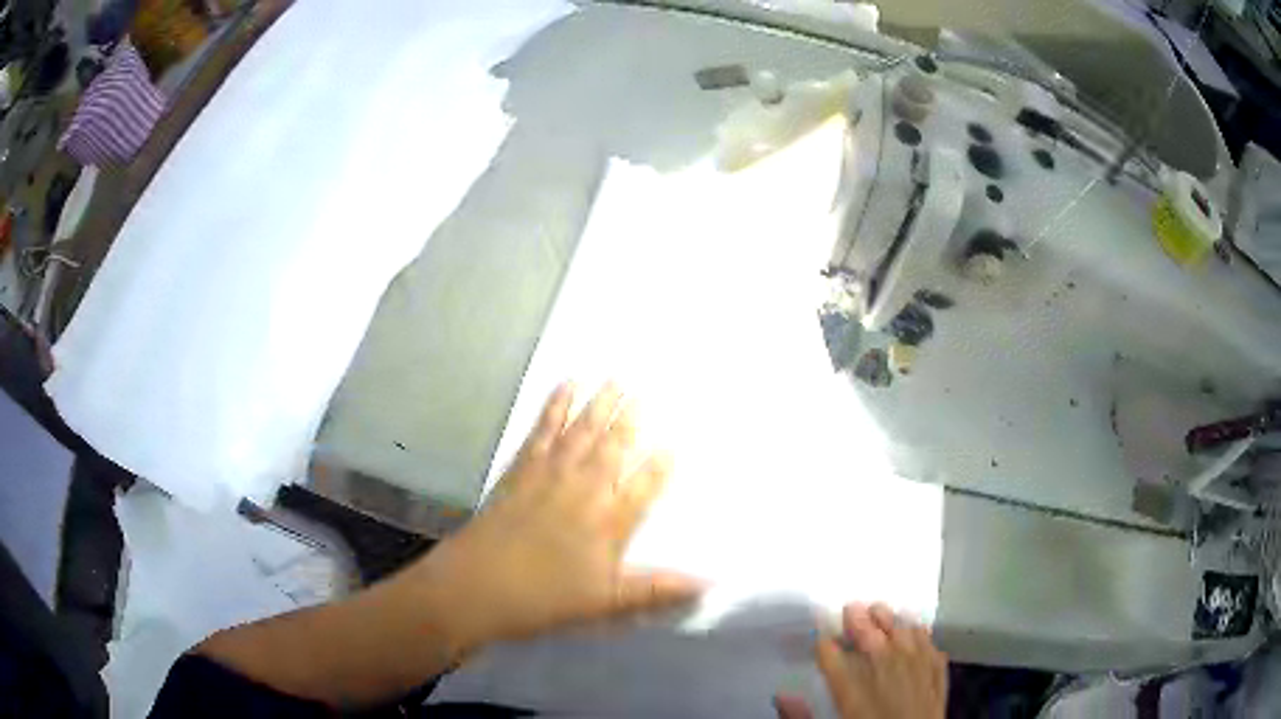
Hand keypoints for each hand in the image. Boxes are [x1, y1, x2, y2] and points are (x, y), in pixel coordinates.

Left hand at [399, 382, 703, 656]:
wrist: (476, 586)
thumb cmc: (544, 599)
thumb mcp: (606, 603)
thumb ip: (656, 591)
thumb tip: (708, 586)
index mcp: (607, 522)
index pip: (643, 488)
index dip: (660, 467)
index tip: (673, 444)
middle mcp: (582, 490)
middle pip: (611, 447)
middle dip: (629, 419)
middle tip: (642, 390)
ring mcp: (548, 475)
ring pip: (580, 431)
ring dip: (597, 404)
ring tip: (612, 378)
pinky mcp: (519, 470)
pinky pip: (542, 430)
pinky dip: (554, 407)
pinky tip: (563, 388)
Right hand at [774, 604, 946, 718]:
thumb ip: (801, 715)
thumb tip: (782, 696)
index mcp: (852, 691)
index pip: (832, 656)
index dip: (824, 640)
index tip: (820, 632)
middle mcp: (885, 675)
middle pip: (871, 638)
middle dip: (859, 620)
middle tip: (851, 608)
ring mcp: (916, 673)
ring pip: (904, 635)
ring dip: (891, 621)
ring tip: (880, 610)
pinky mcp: (937, 679)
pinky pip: (930, 647)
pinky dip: (921, 636)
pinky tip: (916, 631)